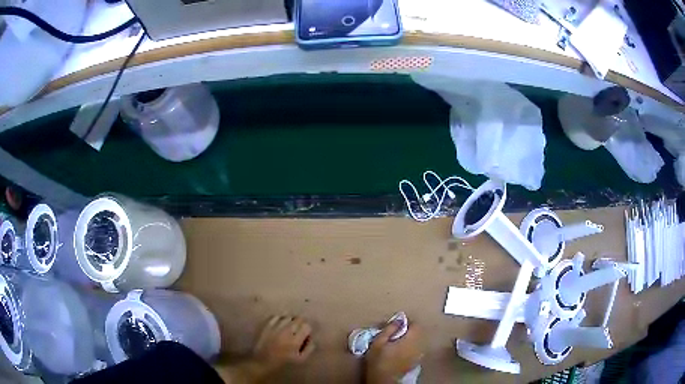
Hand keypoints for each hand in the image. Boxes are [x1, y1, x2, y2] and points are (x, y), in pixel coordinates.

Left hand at [253, 315, 315, 370]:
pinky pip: (276, 316)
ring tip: (289, 327)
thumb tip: (311, 338)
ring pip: (287, 316)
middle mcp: (286, 331)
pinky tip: (279, 325)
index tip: (305, 335)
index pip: (307, 326)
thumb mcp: (300, 360)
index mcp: (295, 340)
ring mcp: (274, 326)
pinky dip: (280, 319)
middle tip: (298, 331)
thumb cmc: (283, 363)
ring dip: (290, 321)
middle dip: (300, 324)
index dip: (307, 330)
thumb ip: (309, 348)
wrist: (262, 361)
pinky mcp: (265, 325)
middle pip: (298, 319)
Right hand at [366, 321, 423, 383]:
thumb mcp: (379, 342)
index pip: (416, 325)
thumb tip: (399, 319)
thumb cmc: (379, 360)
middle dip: (408, 331)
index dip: (407, 323)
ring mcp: (419, 354)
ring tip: (396, 342)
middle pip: (418, 332)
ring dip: (410, 339)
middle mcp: (418, 345)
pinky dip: (410, 347)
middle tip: (395, 334)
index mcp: (411, 339)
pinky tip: (399, 352)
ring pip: (418, 341)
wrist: (383, 379)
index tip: (396, 325)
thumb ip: (390, 328)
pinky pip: (416, 349)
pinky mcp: (416, 361)